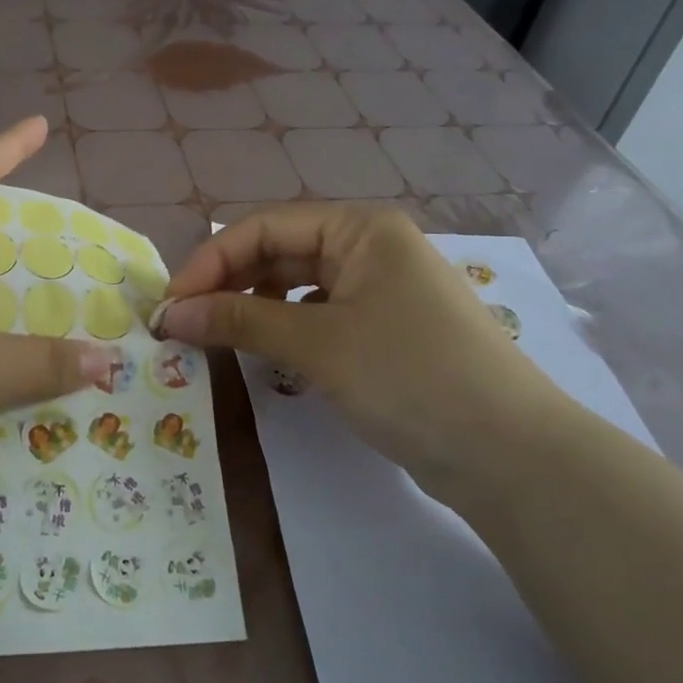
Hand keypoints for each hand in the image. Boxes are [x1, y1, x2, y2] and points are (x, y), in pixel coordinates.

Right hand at [154, 204, 571, 498]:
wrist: (511, 455)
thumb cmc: (410, 377)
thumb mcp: (317, 344)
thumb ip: (240, 319)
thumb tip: (172, 314)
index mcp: (361, 227)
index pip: (264, 227)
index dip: (211, 262)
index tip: (172, 306)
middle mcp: (371, 246)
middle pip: (280, 250)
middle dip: (229, 284)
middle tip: (185, 325)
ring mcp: (382, 288)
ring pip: (298, 283)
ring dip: (253, 305)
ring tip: (219, 337)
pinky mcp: (386, 328)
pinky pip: (320, 313)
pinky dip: (286, 327)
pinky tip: (267, 351)